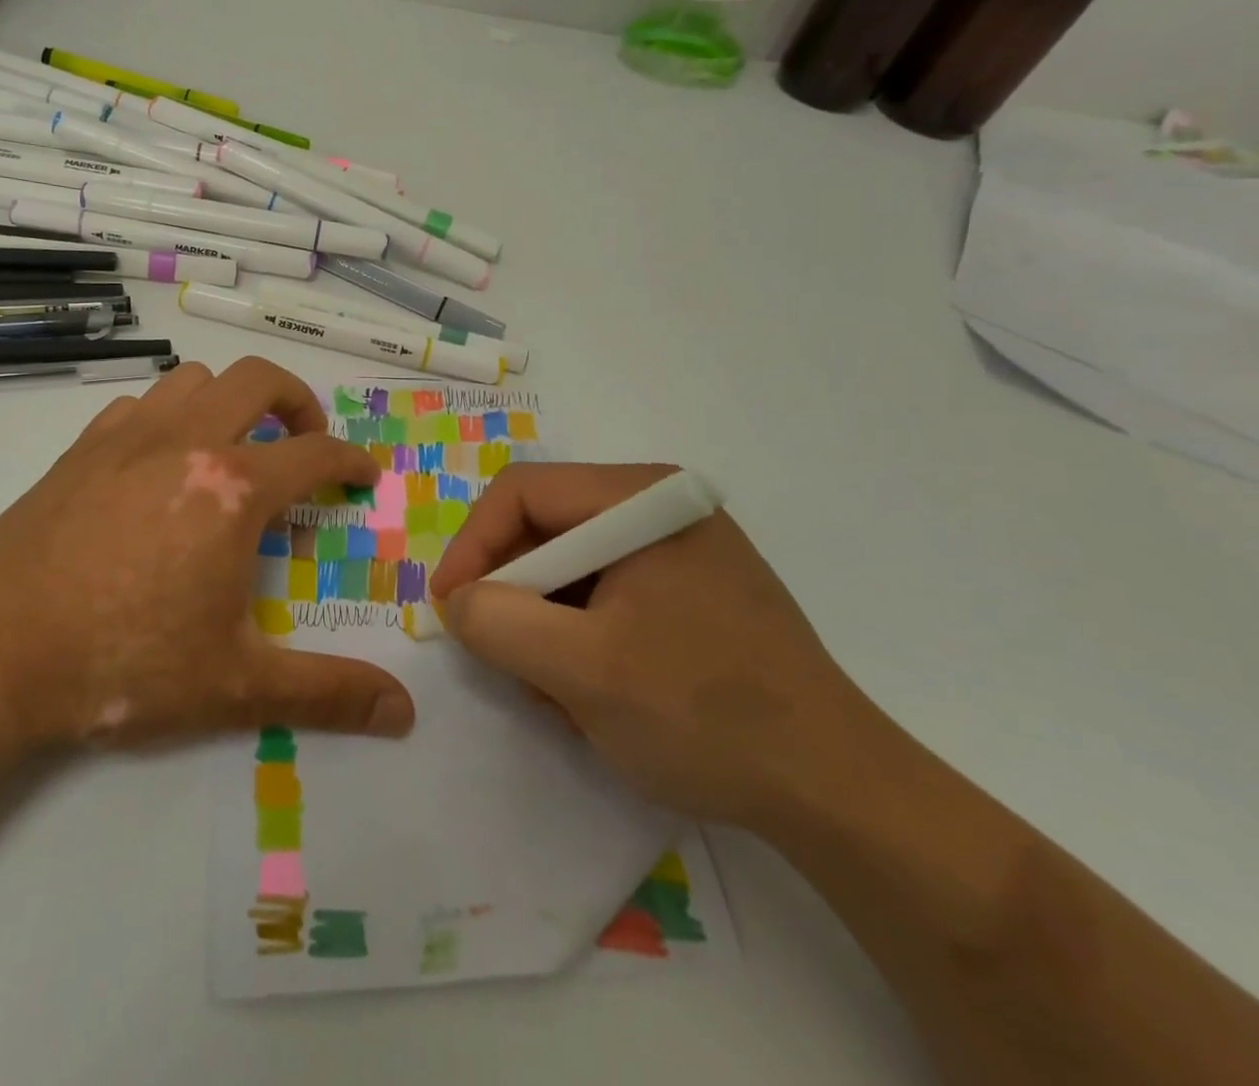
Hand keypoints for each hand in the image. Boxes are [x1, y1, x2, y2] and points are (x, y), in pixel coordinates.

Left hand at [0, 358, 415, 750]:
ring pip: (195, 378)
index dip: (350, 459)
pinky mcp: (83, 445)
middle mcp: (187, 441)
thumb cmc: (122, 664)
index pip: (314, 452)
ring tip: (234, 446)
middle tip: (305, 441)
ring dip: (229, 400)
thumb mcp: (235, 686)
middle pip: (258, 379)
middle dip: (298, 401)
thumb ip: (326, 693)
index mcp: (233, 489)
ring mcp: (129, 435)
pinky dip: (170, 415)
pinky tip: (162, 461)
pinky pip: (141, 403)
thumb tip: (404, 713)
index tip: (362, 475)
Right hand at [429, 463, 871, 828]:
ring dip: (545, 624)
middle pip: (546, 528)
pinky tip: (592, 692)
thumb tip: (458, 600)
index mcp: (642, 499)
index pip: (522, 493)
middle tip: (500, 657)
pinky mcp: (690, 591)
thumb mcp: (581, 669)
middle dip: (513, 594)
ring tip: (555, 690)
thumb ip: (498, 622)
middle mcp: (660, 509)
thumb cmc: (705, 714)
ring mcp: (680, 551)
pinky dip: (579, 637)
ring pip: (571, 567)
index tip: (448, 607)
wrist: (839, 794)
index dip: (472, 545)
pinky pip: (605, 595)